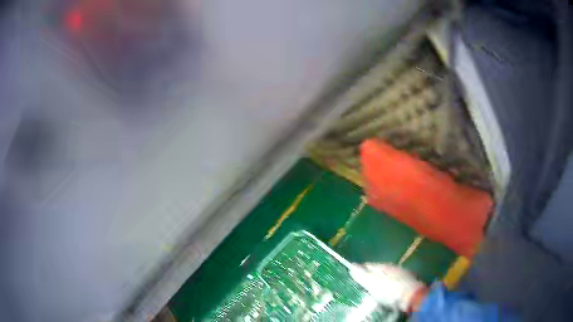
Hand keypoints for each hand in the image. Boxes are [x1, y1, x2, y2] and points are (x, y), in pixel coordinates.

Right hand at [350, 263, 426, 311]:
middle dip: (373, 275)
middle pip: (380, 270)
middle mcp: (395, 267)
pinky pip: (396, 280)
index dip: (361, 269)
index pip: (370, 265)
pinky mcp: (410, 281)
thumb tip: (351, 265)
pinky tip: (389, 290)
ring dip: (383, 279)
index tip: (354, 274)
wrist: (412, 297)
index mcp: (384, 266)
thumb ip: (362, 275)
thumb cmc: (390, 290)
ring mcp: (404, 273)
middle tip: (364, 283)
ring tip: (376, 287)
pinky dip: (391, 284)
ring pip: (389, 275)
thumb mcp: (373, 284)